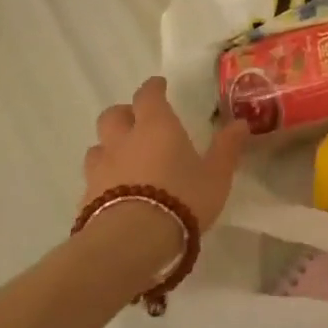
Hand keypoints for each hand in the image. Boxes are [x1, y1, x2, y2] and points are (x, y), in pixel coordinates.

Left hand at [82, 76, 247, 238]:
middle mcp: (124, 140)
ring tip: (124, 159)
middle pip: (113, 115)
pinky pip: (92, 179)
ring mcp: (101, 168)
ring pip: (98, 146)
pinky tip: (115, 193)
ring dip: (109, 147)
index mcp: (156, 126)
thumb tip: (241, 123)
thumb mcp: (216, 175)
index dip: (153, 88)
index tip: (159, 85)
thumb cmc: (181, 198)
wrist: (132, 241)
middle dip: (124, 114)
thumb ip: (227, 148)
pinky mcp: (86, 197)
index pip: (148, 95)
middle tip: (137, 123)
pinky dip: (103, 179)